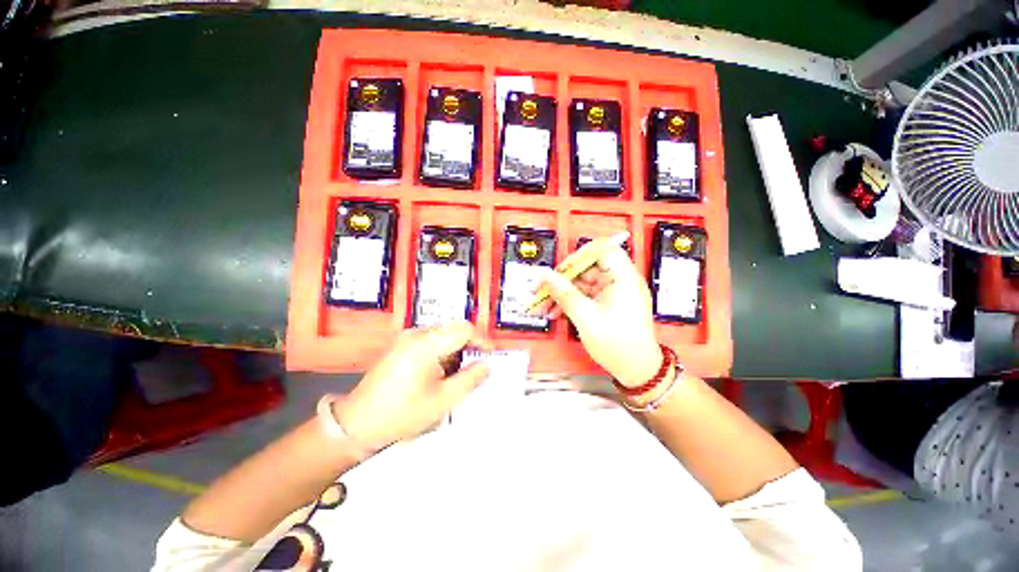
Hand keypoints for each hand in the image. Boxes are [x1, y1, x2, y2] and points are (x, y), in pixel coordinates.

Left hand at [333, 322, 490, 450]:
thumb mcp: (443, 400)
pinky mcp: (400, 346)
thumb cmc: (402, 413)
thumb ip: (469, 379)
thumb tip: (486, 366)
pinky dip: (441, 352)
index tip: (489, 355)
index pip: (464, 329)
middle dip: (468, 347)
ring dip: (454, 350)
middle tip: (473, 369)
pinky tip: (437, 374)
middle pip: (453, 330)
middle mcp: (416, 335)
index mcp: (427, 344)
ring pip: (442, 335)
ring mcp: (406, 339)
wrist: (358, 423)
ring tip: (454, 375)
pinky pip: (429, 341)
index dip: (481, 340)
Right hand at [534, 247, 662, 386]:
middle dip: (563, 279)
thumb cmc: (619, 344)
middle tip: (544, 290)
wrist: (636, 370)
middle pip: (587, 268)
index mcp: (623, 277)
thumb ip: (564, 293)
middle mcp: (620, 281)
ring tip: (545, 306)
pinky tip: (556, 312)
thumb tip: (546, 276)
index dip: (578, 256)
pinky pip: (585, 295)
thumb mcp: (585, 317)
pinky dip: (571, 302)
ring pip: (582, 283)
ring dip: (563, 293)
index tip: (560, 270)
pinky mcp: (608, 303)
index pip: (601, 249)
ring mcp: (613, 293)